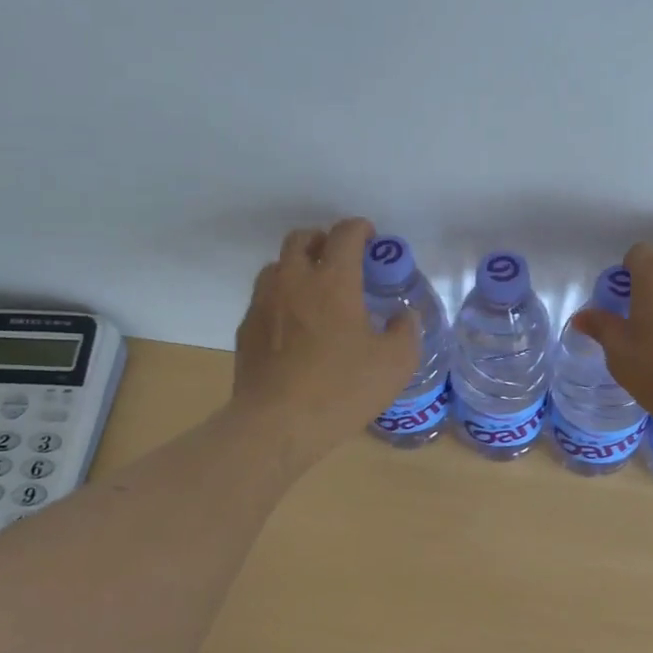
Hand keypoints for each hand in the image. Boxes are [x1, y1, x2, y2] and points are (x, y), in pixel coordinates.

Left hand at [232, 217, 420, 463]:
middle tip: (340, 260)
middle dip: (323, 241)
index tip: (371, 238)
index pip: (345, 234)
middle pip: (302, 239)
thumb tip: (402, 316)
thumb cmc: (342, 389)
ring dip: (297, 267)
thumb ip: (406, 331)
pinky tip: (293, 327)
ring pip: (276, 266)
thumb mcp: (395, 363)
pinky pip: (264, 299)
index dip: (360, 228)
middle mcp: (294, 280)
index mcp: (333, 281)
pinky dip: (281, 299)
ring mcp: (264, 303)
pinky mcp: (247, 329)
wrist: (277, 424)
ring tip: (314, 291)